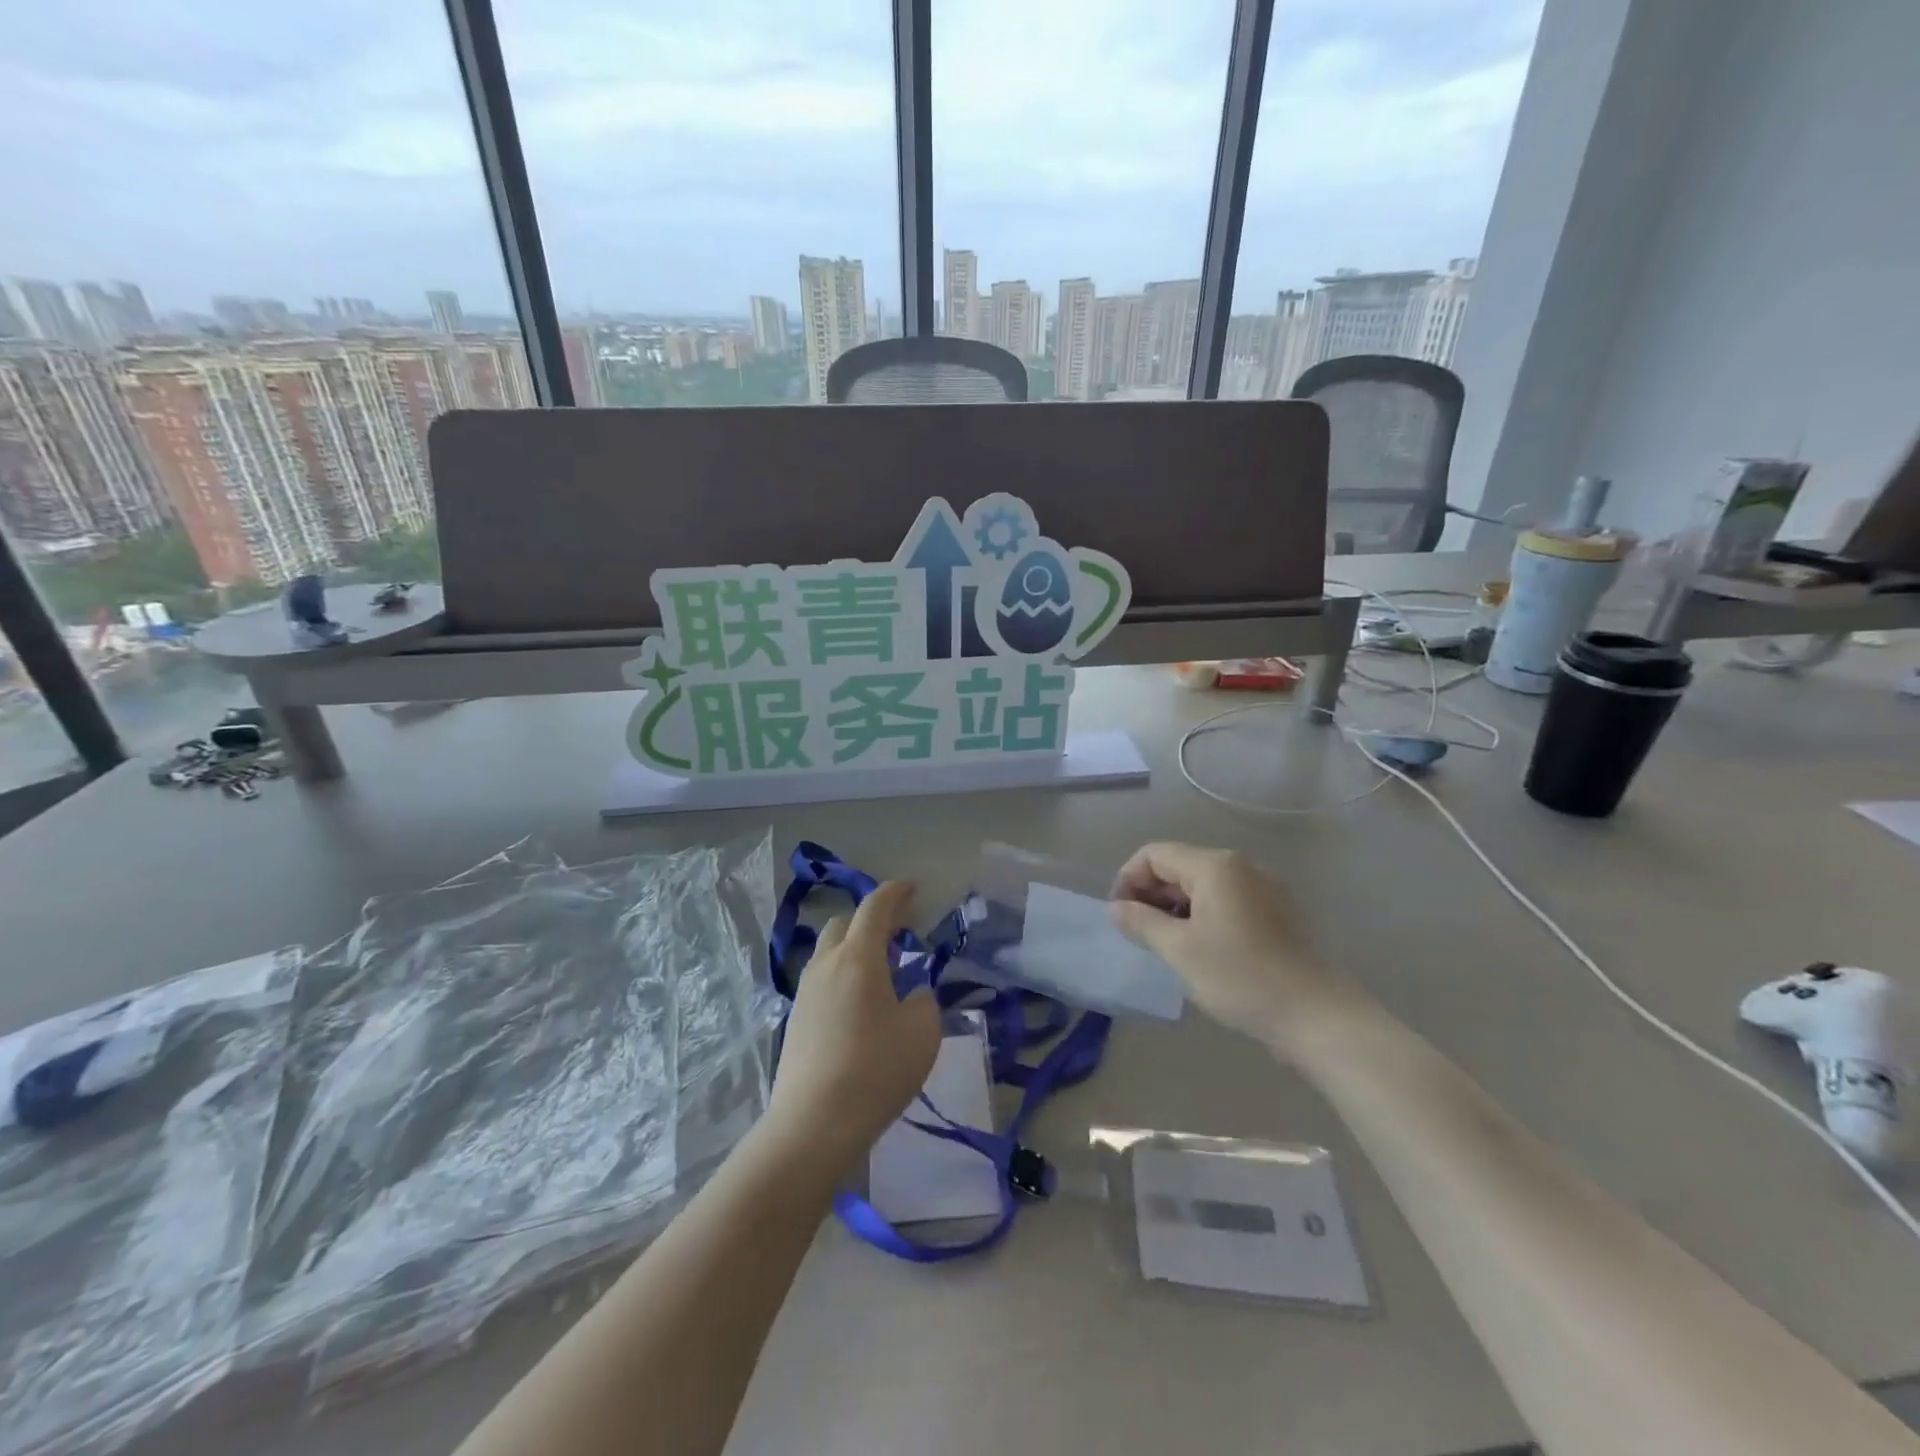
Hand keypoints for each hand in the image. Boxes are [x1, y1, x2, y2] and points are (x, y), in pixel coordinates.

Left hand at [765, 880, 941, 1168]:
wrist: (813, 1124)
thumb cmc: (876, 1070)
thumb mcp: (922, 1033)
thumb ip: (923, 1003)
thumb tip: (912, 997)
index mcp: (858, 957)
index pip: (875, 907)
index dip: (895, 892)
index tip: (912, 888)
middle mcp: (826, 965)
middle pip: (844, 924)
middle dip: (871, 920)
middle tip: (899, 935)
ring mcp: (805, 993)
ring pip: (828, 953)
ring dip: (854, 949)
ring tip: (882, 973)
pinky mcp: (795, 1021)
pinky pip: (821, 981)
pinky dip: (842, 977)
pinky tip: (859, 1007)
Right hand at [1110, 842, 1367, 1049]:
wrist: (1317, 1016)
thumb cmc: (1240, 977)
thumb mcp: (1179, 950)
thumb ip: (1141, 922)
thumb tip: (1116, 907)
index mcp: (1214, 866)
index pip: (1154, 855)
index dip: (1128, 880)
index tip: (1120, 917)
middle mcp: (1240, 866)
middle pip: (1179, 865)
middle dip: (1151, 893)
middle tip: (1139, 934)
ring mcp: (1264, 888)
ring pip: (1203, 884)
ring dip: (1176, 907)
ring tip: (1167, 945)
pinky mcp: (1278, 912)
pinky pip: (1228, 900)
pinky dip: (1204, 915)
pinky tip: (1202, 950)